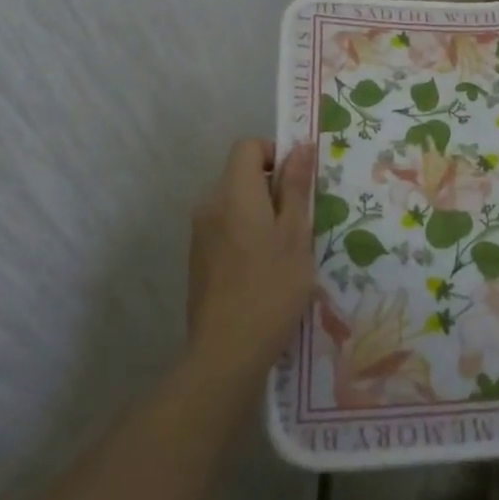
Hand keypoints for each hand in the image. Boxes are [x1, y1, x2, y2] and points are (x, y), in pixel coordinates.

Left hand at [186, 139, 315, 383]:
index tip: (298, 181)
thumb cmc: (271, 288)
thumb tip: (300, 146)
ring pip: (235, 202)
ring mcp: (200, 233)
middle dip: (272, 186)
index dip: (275, 153)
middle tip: (300, 219)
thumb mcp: (295, 234)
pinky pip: (226, 227)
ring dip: (261, 212)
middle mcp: (210, 204)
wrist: (226, 353)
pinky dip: (246, 233)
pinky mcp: (198, 259)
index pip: (248, 146)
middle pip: (241, 173)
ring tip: (286, 248)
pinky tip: (264, 269)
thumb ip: (296, 186)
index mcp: (233, 192)